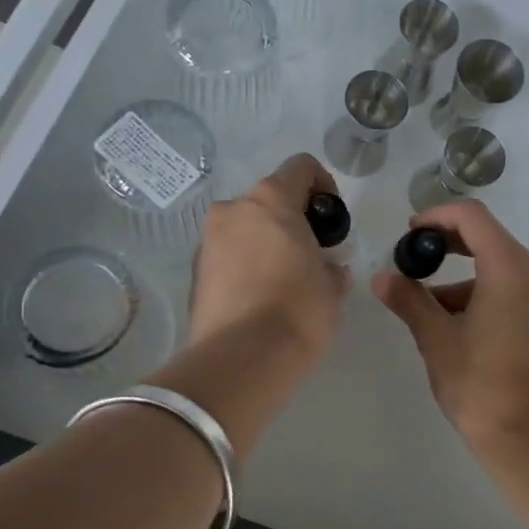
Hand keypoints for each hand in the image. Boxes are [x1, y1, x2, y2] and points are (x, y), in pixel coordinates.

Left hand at [189, 154, 350, 367]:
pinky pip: (229, 256)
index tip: (332, 220)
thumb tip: (327, 269)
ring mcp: (208, 241)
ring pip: (246, 229)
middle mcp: (233, 210)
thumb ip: (331, 266)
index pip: (302, 167)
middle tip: (313, 256)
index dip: (324, 185)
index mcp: (271, 200)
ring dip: (267, 243)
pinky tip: (262, 299)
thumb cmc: (299, 310)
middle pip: (270, 200)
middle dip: (293, 221)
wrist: (240, 361)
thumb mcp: (332, 287)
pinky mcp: (195, 273)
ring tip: (287, 281)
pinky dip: (247, 266)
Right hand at [372, 200, 528, 450]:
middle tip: (414, 260)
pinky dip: (484, 293)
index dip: (438, 216)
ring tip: (427, 307)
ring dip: (463, 277)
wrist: (528, 439)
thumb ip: (409, 300)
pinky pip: (514, 288)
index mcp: (513, 269)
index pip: (474, 218)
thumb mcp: (436, 339)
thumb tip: (381, 277)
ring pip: (500, 267)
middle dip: (449, 246)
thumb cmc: (479, 386)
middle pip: (490, 239)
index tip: (411, 233)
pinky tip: (456, 322)